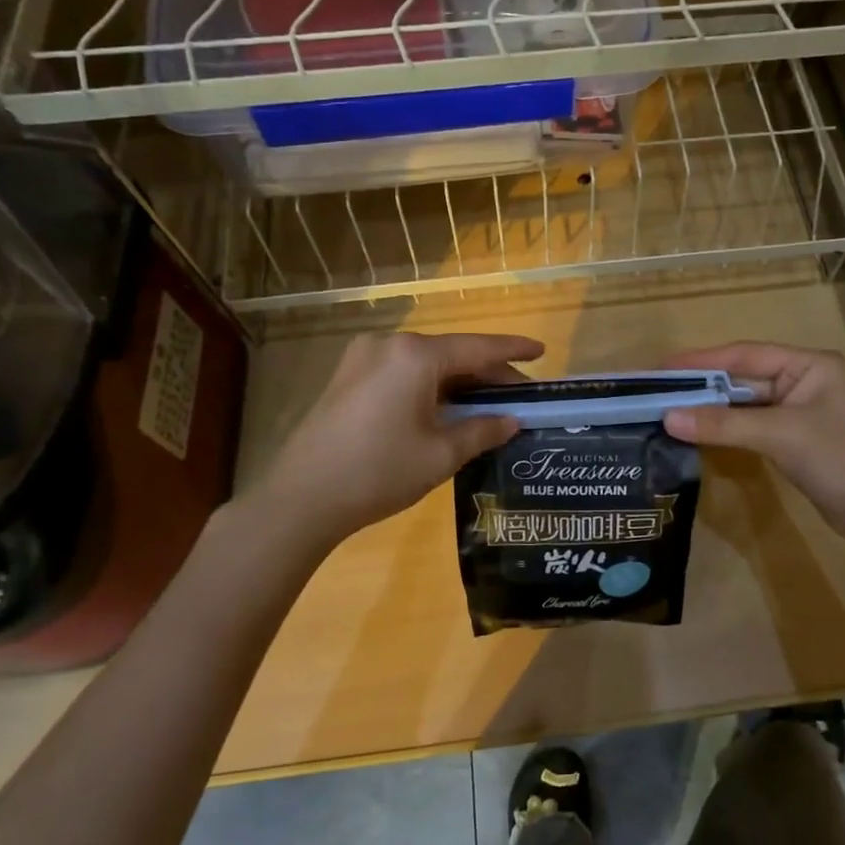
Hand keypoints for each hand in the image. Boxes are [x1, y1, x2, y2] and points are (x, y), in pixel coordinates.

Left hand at [247, 332, 542, 550]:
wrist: (301, 499)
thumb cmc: (379, 472)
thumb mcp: (441, 454)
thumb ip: (482, 430)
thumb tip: (511, 421)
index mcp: (415, 355)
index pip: (478, 348)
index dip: (514, 350)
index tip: (543, 351)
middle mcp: (389, 345)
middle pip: (452, 353)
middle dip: (487, 373)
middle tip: (518, 394)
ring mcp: (363, 358)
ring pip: (426, 363)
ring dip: (458, 381)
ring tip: (488, 403)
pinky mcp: (348, 377)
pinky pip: (402, 372)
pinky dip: (430, 386)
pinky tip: (447, 407)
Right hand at [662, 342, 844, 547]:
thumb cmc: (839, 457)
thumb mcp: (779, 433)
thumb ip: (722, 423)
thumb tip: (668, 418)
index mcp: (809, 365)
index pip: (746, 354)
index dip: (703, 360)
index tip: (664, 366)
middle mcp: (806, 381)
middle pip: (746, 378)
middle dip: (706, 386)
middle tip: (661, 391)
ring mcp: (804, 413)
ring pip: (749, 405)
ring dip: (715, 410)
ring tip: (672, 410)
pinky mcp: (800, 442)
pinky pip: (756, 427)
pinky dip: (730, 429)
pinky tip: (703, 433)